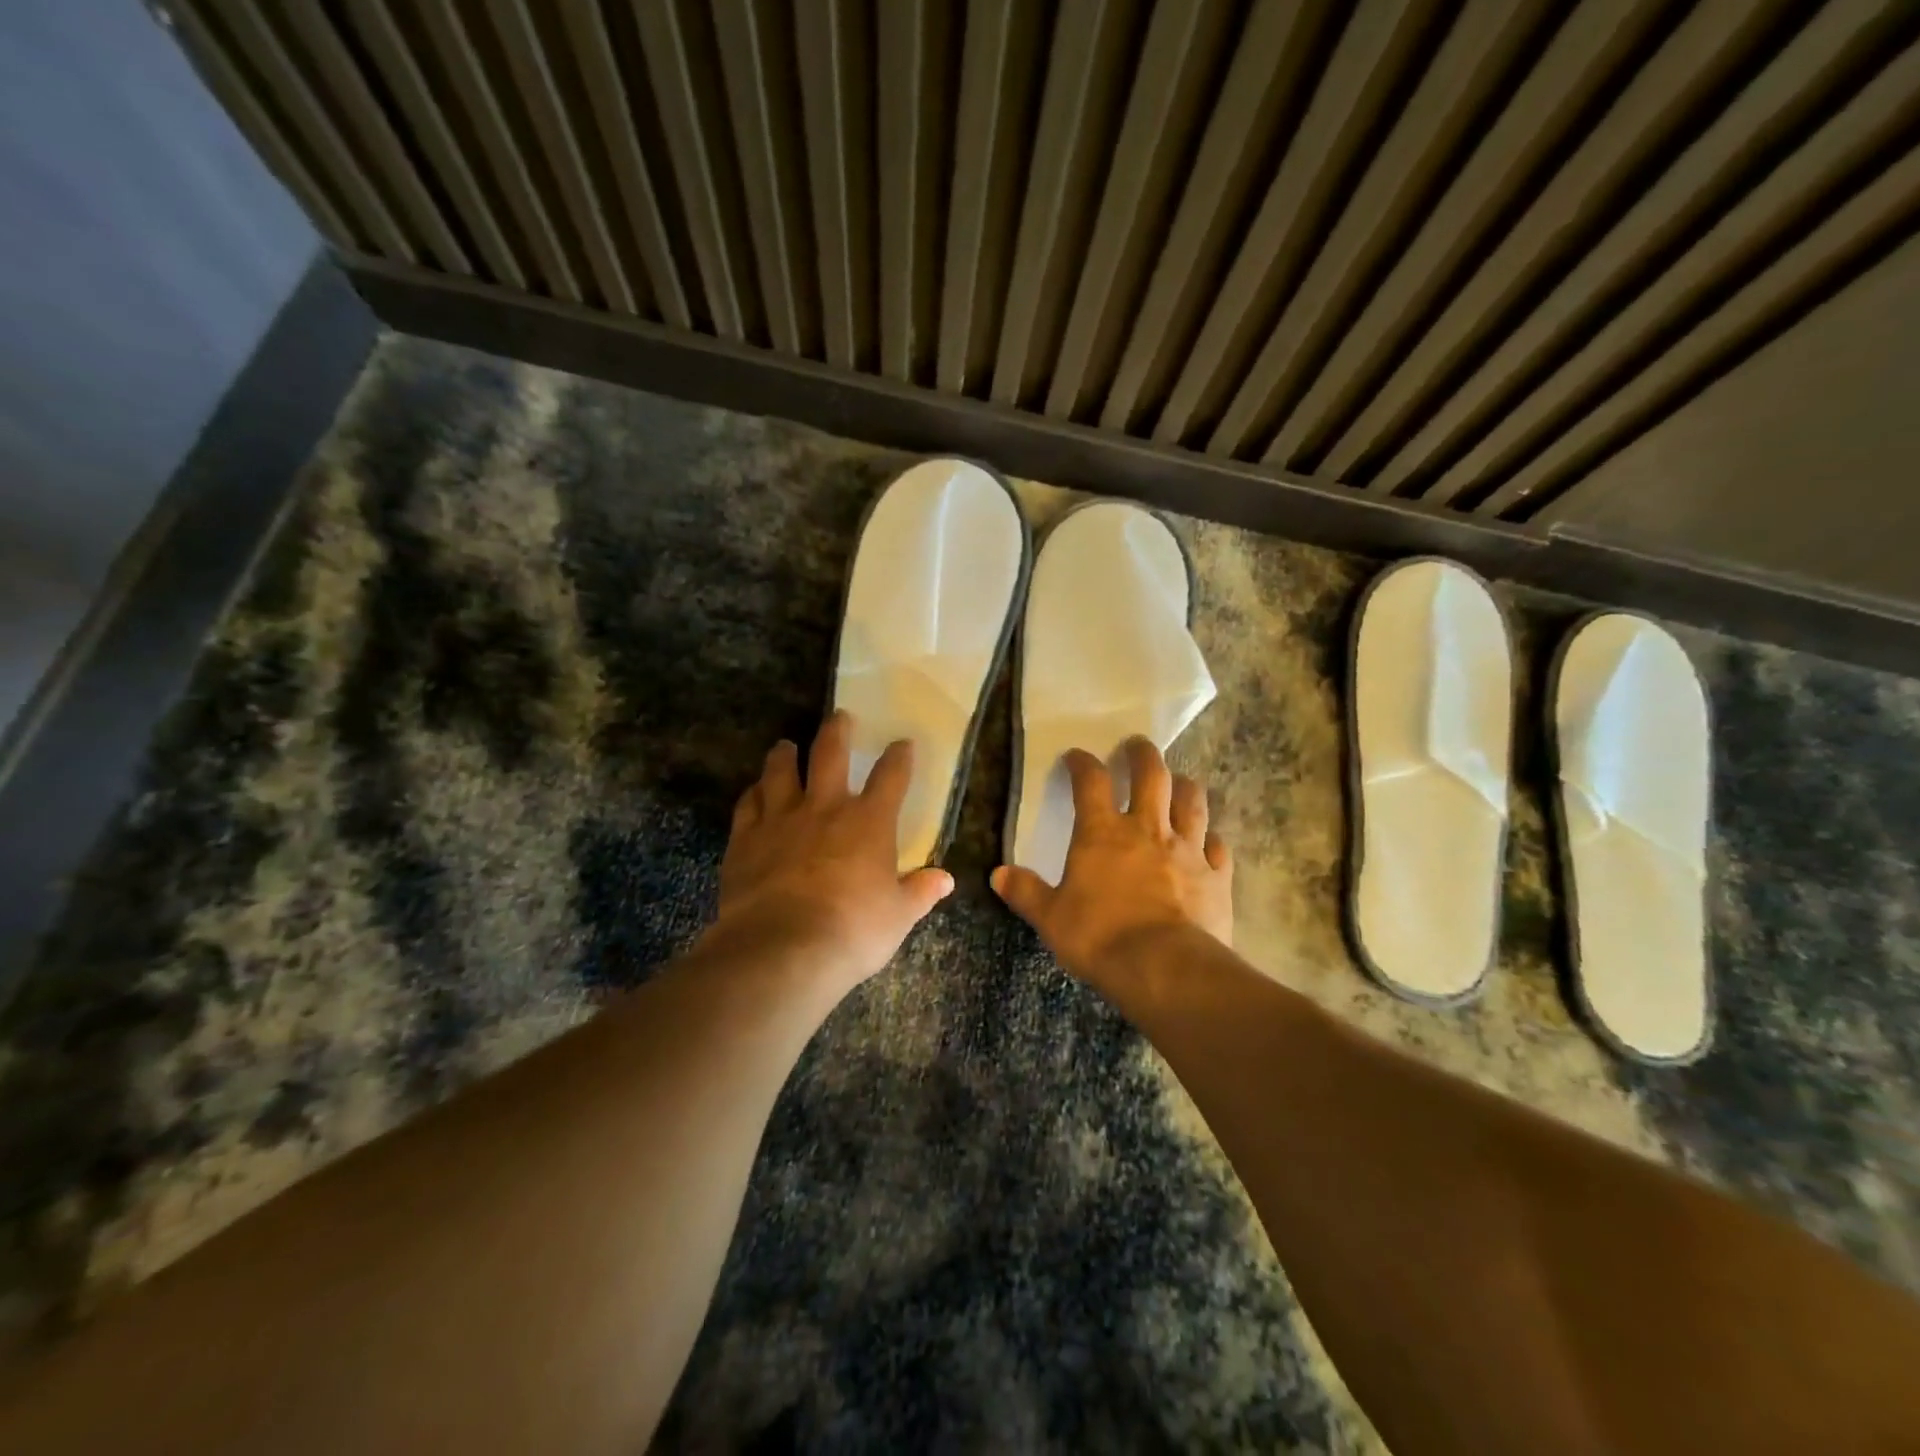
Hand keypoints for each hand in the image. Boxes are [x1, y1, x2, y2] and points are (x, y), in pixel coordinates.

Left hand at [707, 710, 953, 992]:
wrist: (783, 948)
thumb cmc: (853, 930)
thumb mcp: (898, 916)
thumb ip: (919, 892)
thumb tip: (945, 880)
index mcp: (869, 822)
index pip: (891, 777)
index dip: (899, 757)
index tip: (903, 743)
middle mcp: (825, 808)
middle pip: (830, 755)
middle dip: (837, 731)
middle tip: (839, 716)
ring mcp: (780, 820)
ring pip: (780, 772)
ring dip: (785, 755)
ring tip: (786, 745)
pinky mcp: (745, 840)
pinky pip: (747, 805)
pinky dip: (753, 794)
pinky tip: (754, 792)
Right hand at [992, 738, 1232, 981]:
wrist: (1165, 968)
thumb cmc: (1100, 937)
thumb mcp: (1051, 918)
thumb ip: (1027, 892)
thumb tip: (998, 874)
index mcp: (1102, 834)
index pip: (1090, 783)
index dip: (1082, 764)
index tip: (1076, 757)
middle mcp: (1147, 830)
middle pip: (1151, 776)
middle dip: (1143, 755)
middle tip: (1138, 745)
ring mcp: (1187, 850)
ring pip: (1192, 802)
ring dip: (1184, 786)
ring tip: (1179, 781)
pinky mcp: (1216, 876)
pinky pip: (1218, 847)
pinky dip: (1212, 840)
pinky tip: (1210, 841)